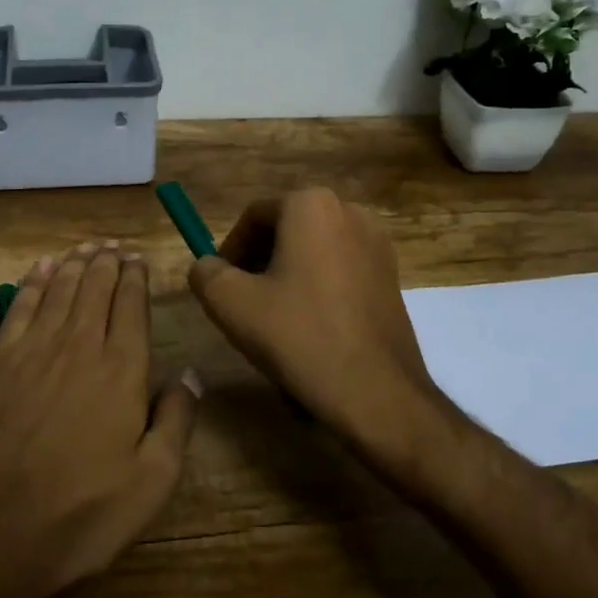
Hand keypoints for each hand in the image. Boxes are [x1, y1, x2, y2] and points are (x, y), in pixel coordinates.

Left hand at [0, 243, 201, 597]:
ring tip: (87, 247)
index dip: (136, 277)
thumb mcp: (150, 484)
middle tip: (115, 246)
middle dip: (108, 262)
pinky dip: (33, 281)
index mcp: (120, 369)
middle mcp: (78, 345)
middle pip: (95, 287)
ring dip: (75, 263)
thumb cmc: (78, 515)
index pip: (131, 305)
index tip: (140, 259)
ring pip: (59, 289)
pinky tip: (41, 268)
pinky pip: (19, 305)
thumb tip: (190, 375)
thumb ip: (175, 421)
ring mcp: (31, 349)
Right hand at [188, 189, 440, 453]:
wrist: (377, 392)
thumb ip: (206, 273)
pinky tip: (312, 331)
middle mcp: (349, 211)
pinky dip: (318, 291)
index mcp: (311, 205)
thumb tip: (207, 267)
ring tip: (277, 323)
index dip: (229, 250)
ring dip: (288, 279)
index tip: (220, 286)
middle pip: (285, 231)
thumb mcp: (231, 304)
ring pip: (313, 253)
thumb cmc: (300, 336)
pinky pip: (340, 271)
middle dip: (259, 264)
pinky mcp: (391, 275)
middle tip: (244, 305)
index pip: (254, 217)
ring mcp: (377, 243)